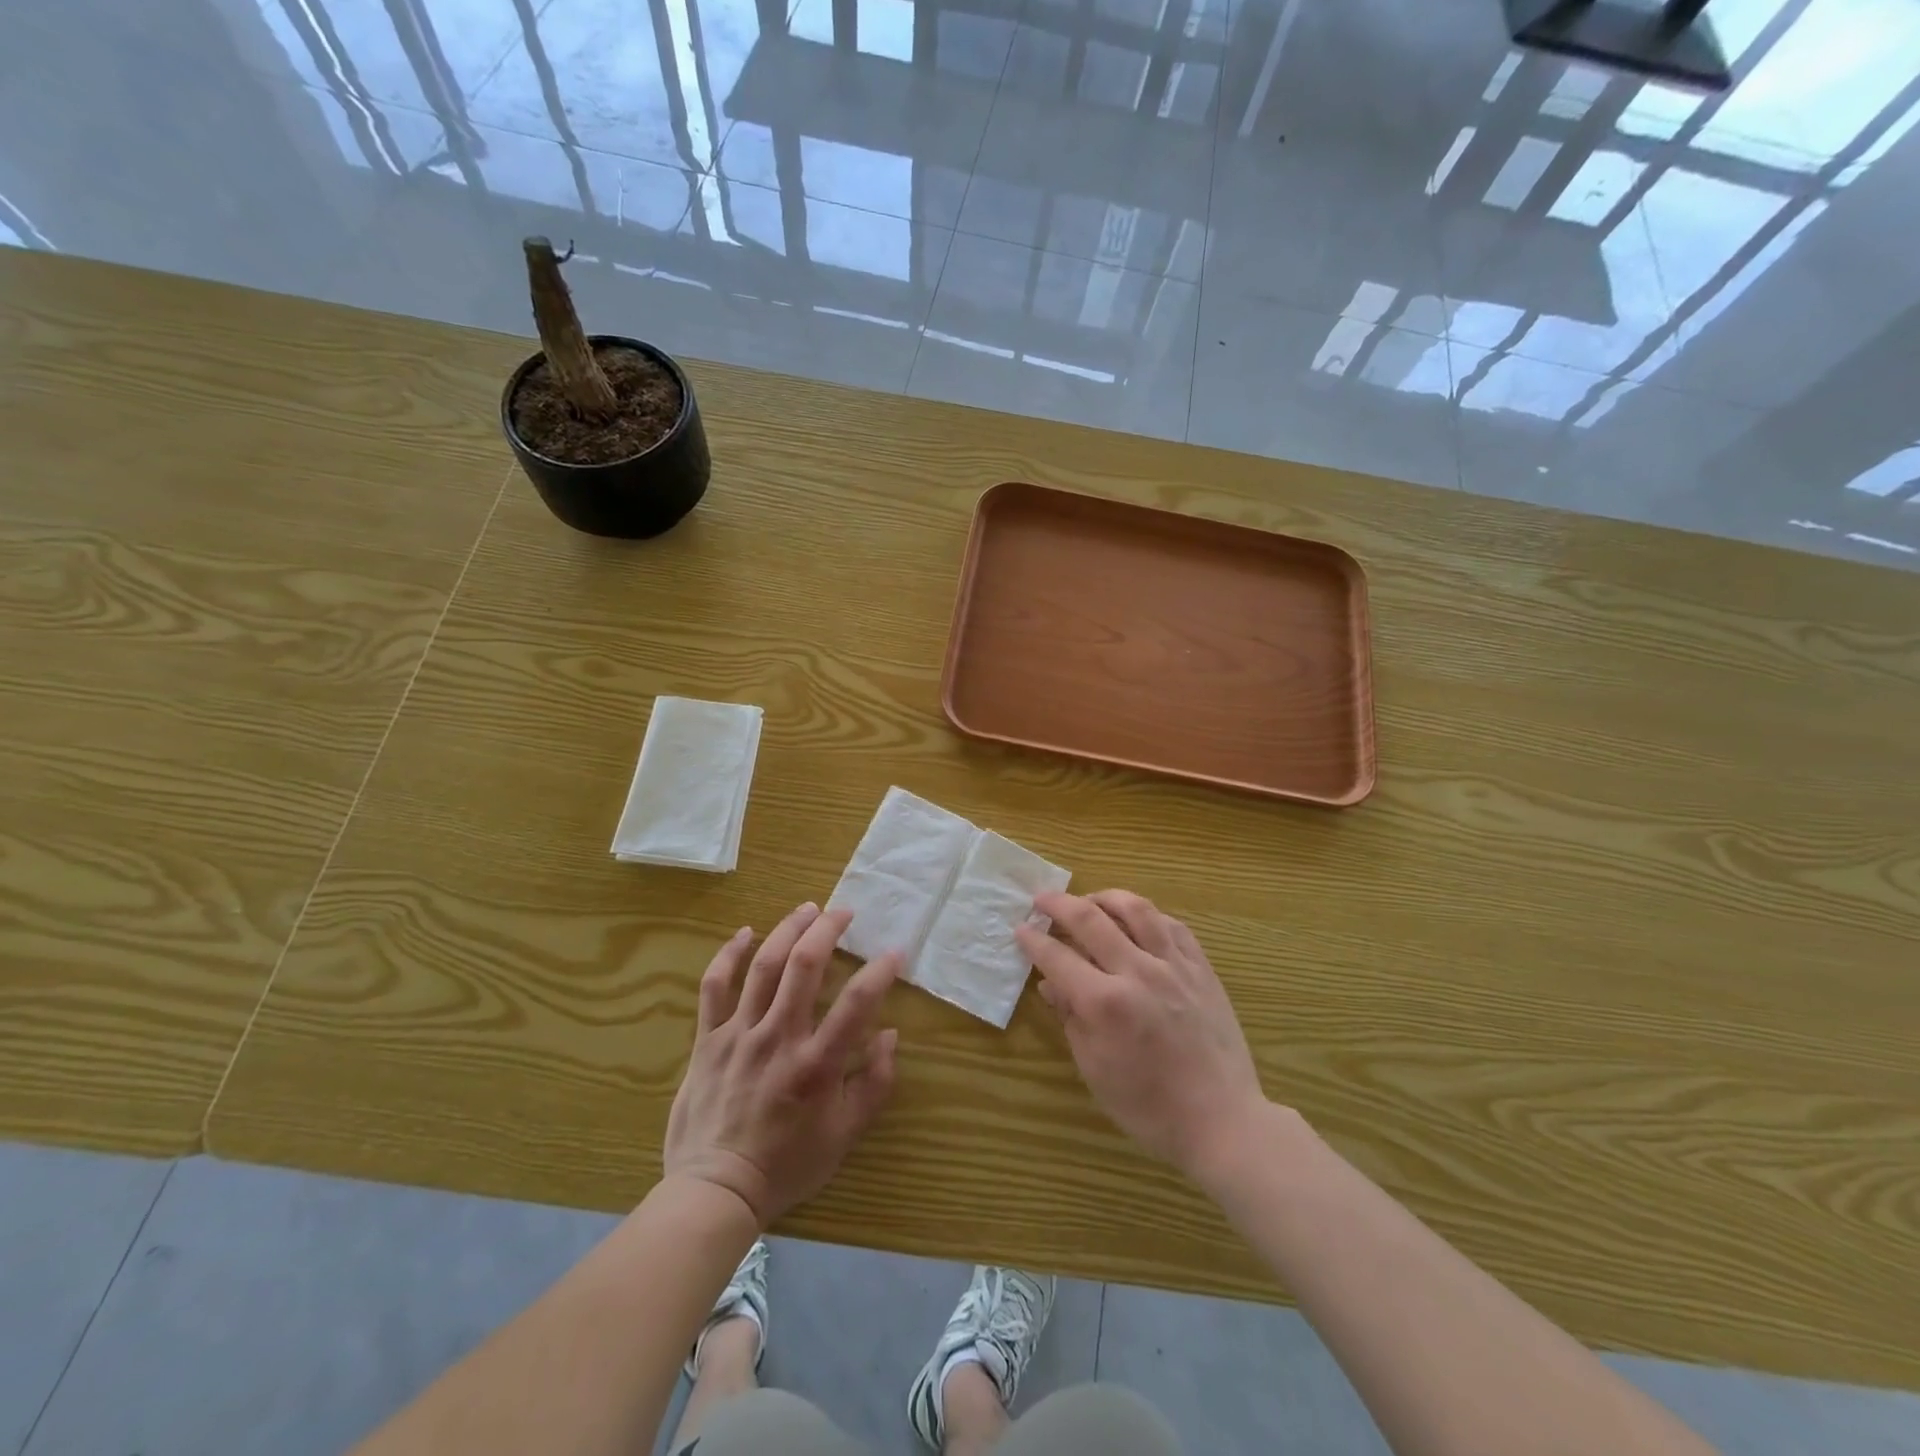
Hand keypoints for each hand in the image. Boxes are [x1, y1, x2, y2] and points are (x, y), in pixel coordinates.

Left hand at [664, 904, 899, 1227]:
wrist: (714, 1190)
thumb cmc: (786, 1164)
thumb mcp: (844, 1136)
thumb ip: (874, 1085)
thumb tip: (890, 1036)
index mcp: (816, 1064)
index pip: (857, 1002)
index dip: (880, 970)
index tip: (894, 951)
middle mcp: (779, 1038)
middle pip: (804, 966)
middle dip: (828, 929)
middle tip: (844, 911)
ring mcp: (739, 1034)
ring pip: (763, 966)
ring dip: (787, 930)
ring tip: (808, 909)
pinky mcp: (708, 1039)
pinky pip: (715, 987)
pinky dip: (729, 955)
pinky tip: (746, 933)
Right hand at [1017, 890, 1266, 1181]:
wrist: (1222, 1120)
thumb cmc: (1149, 1107)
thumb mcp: (1095, 1069)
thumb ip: (1071, 1019)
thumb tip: (1050, 984)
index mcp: (1105, 1003)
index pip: (1058, 957)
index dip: (1034, 940)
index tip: (1021, 929)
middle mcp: (1138, 973)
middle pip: (1091, 919)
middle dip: (1059, 904)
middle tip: (1042, 900)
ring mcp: (1174, 966)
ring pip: (1136, 909)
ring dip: (1105, 897)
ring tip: (1090, 901)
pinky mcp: (1201, 968)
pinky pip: (1172, 925)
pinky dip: (1148, 915)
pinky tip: (1137, 920)